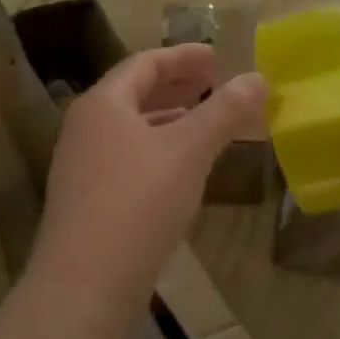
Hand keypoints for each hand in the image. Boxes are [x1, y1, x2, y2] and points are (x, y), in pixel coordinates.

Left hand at [25, 44, 267, 334]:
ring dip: (169, 120)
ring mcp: (82, 166)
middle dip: (177, 86)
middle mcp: (85, 128)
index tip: (217, 56)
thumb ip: (224, 112)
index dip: (183, 56)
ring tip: (204, 121)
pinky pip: (128, 158)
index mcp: (103, 104)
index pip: (145, 63)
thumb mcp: (189, 151)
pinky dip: (158, 150)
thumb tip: (258, 78)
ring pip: (131, 129)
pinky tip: (181, 168)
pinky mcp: (88, 200)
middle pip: (134, 94)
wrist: (85, 282)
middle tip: (213, 83)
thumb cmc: (138, 202)